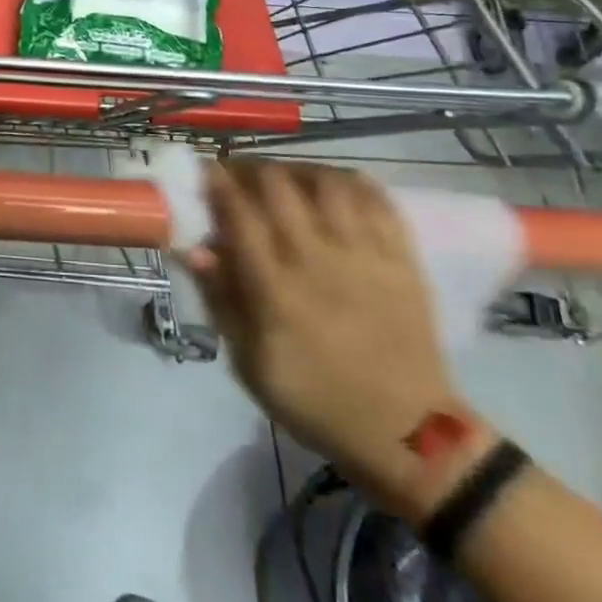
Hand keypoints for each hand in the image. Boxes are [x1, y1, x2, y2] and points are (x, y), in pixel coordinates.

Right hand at [184, 161, 468, 515]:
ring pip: (326, 181)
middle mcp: (318, 260)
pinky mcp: (402, 256)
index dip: (216, 182)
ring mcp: (365, 254)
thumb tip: (193, 248)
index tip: (204, 170)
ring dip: (297, 170)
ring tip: (286, 179)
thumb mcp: (251, 364)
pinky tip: (332, 188)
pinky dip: (349, 181)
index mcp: (276, 290)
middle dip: (250, 168)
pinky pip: (376, 198)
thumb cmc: (317, 400)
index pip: (238, 214)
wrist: (408, 433)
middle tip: (240, 176)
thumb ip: (221, 300)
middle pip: (277, 184)